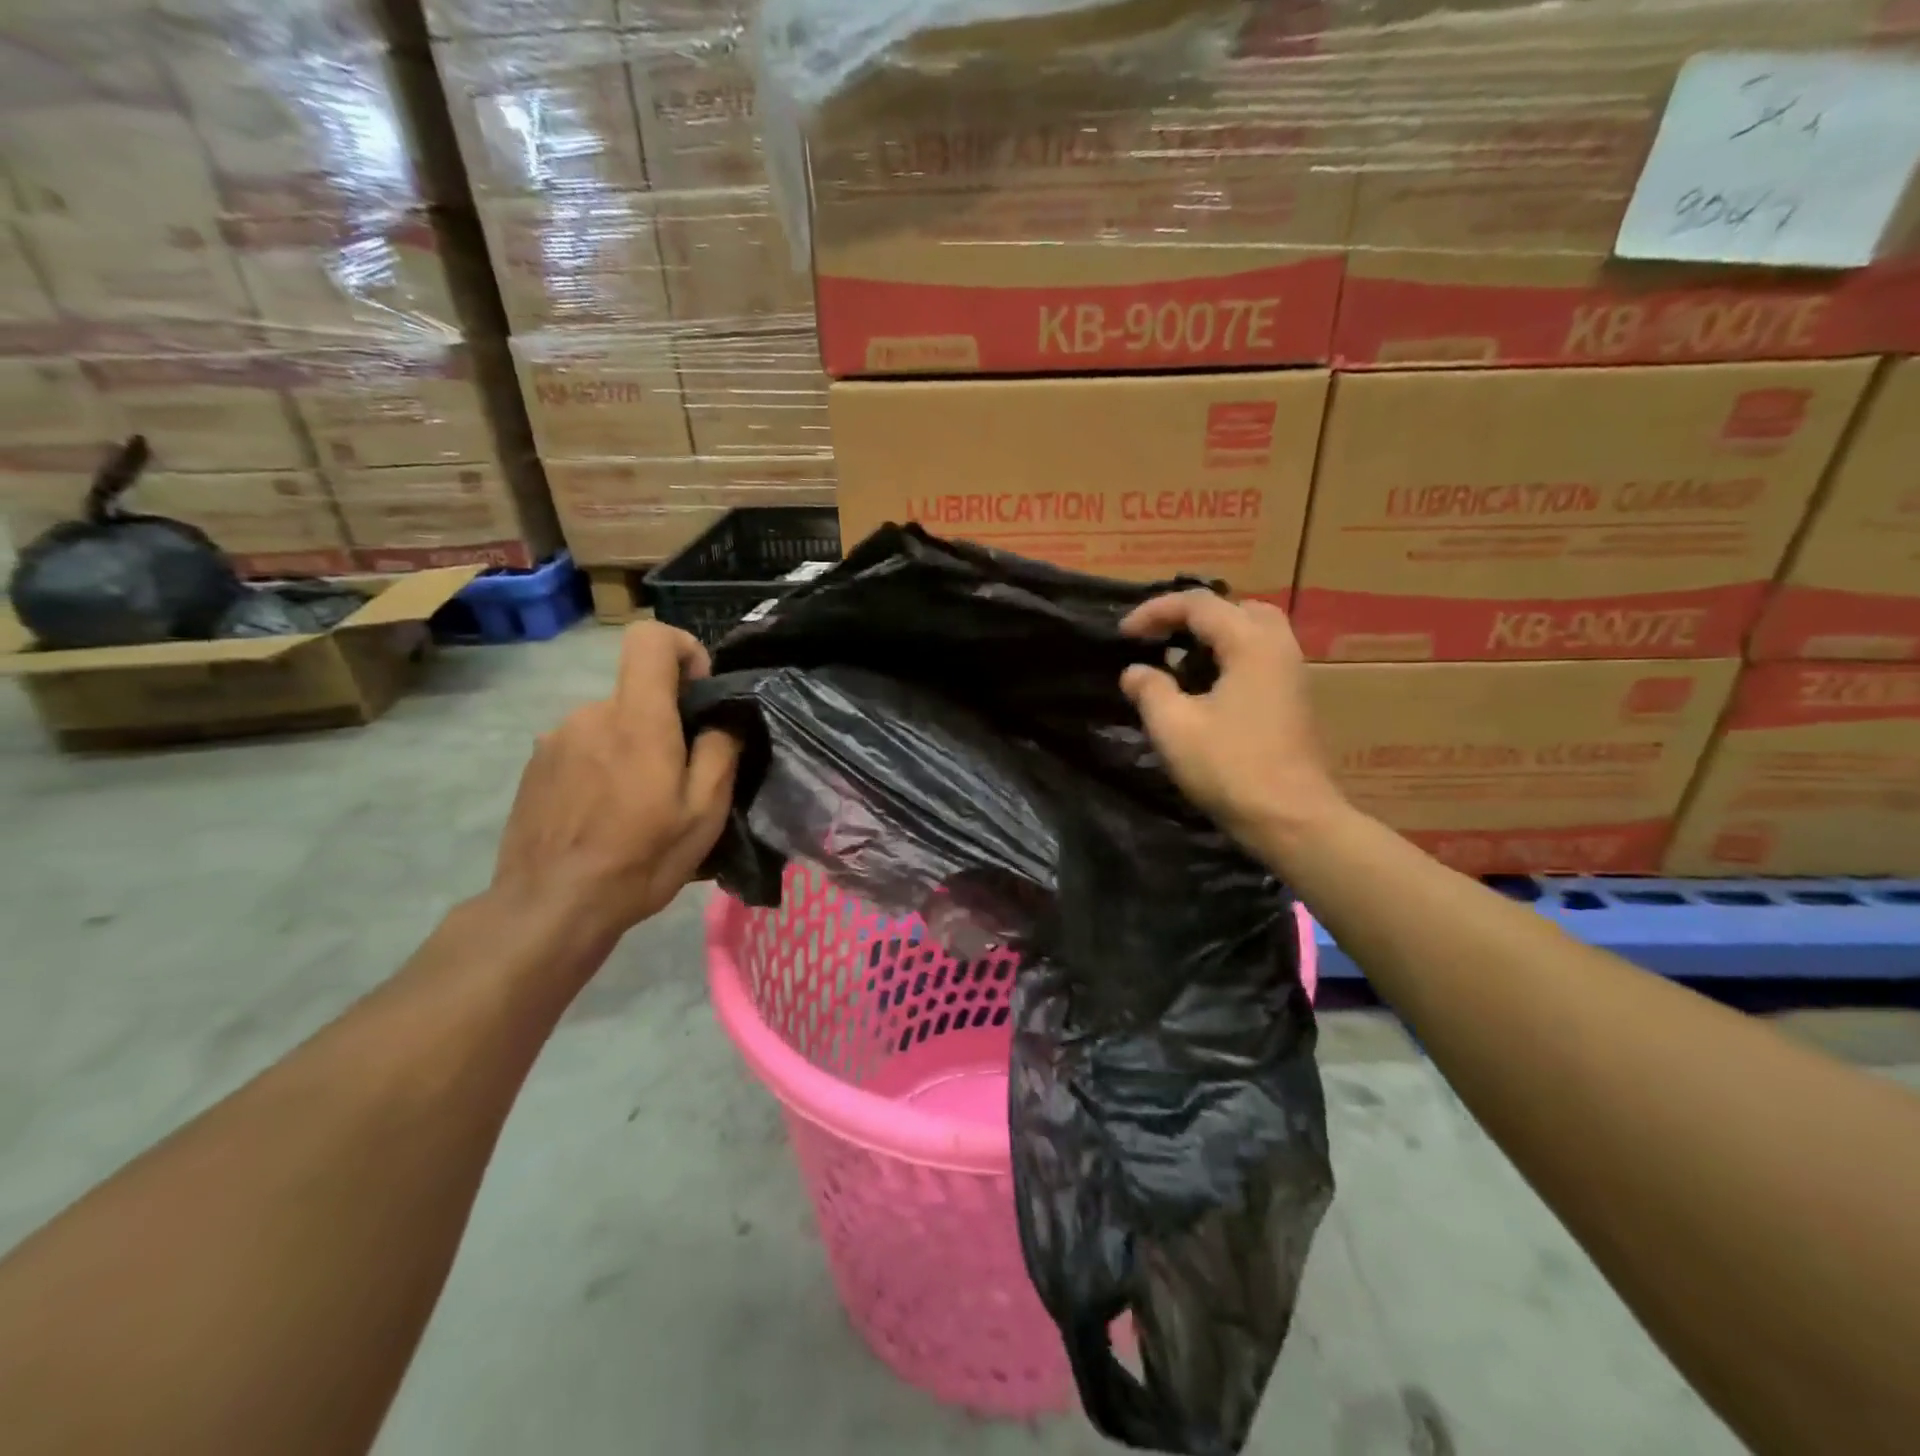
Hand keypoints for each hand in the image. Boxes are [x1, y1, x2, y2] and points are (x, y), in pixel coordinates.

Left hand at [490, 623, 739, 945]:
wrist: (551, 906)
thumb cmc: (640, 858)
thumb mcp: (704, 813)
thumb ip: (719, 752)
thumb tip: (722, 720)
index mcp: (637, 719)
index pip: (650, 639)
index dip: (683, 649)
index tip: (698, 693)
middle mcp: (591, 714)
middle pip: (637, 694)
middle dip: (663, 723)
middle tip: (676, 781)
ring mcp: (555, 739)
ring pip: (610, 725)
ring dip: (631, 749)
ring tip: (637, 806)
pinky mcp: (534, 766)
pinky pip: (582, 748)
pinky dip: (601, 768)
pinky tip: (603, 816)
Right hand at [1120, 591, 1345, 849]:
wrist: (1291, 819)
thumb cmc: (1230, 768)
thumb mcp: (1174, 727)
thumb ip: (1149, 689)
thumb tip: (1135, 671)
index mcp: (1250, 644)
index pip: (1198, 604)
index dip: (1155, 612)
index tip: (1123, 634)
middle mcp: (1277, 648)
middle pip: (1234, 609)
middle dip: (1191, 618)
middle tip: (1160, 639)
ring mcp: (1291, 673)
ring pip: (1251, 633)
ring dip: (1213, 638)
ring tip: (1179, 663)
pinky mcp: (1293, 699)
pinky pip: (1259, 657)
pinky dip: (1229, 658)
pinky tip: (1204, 690)